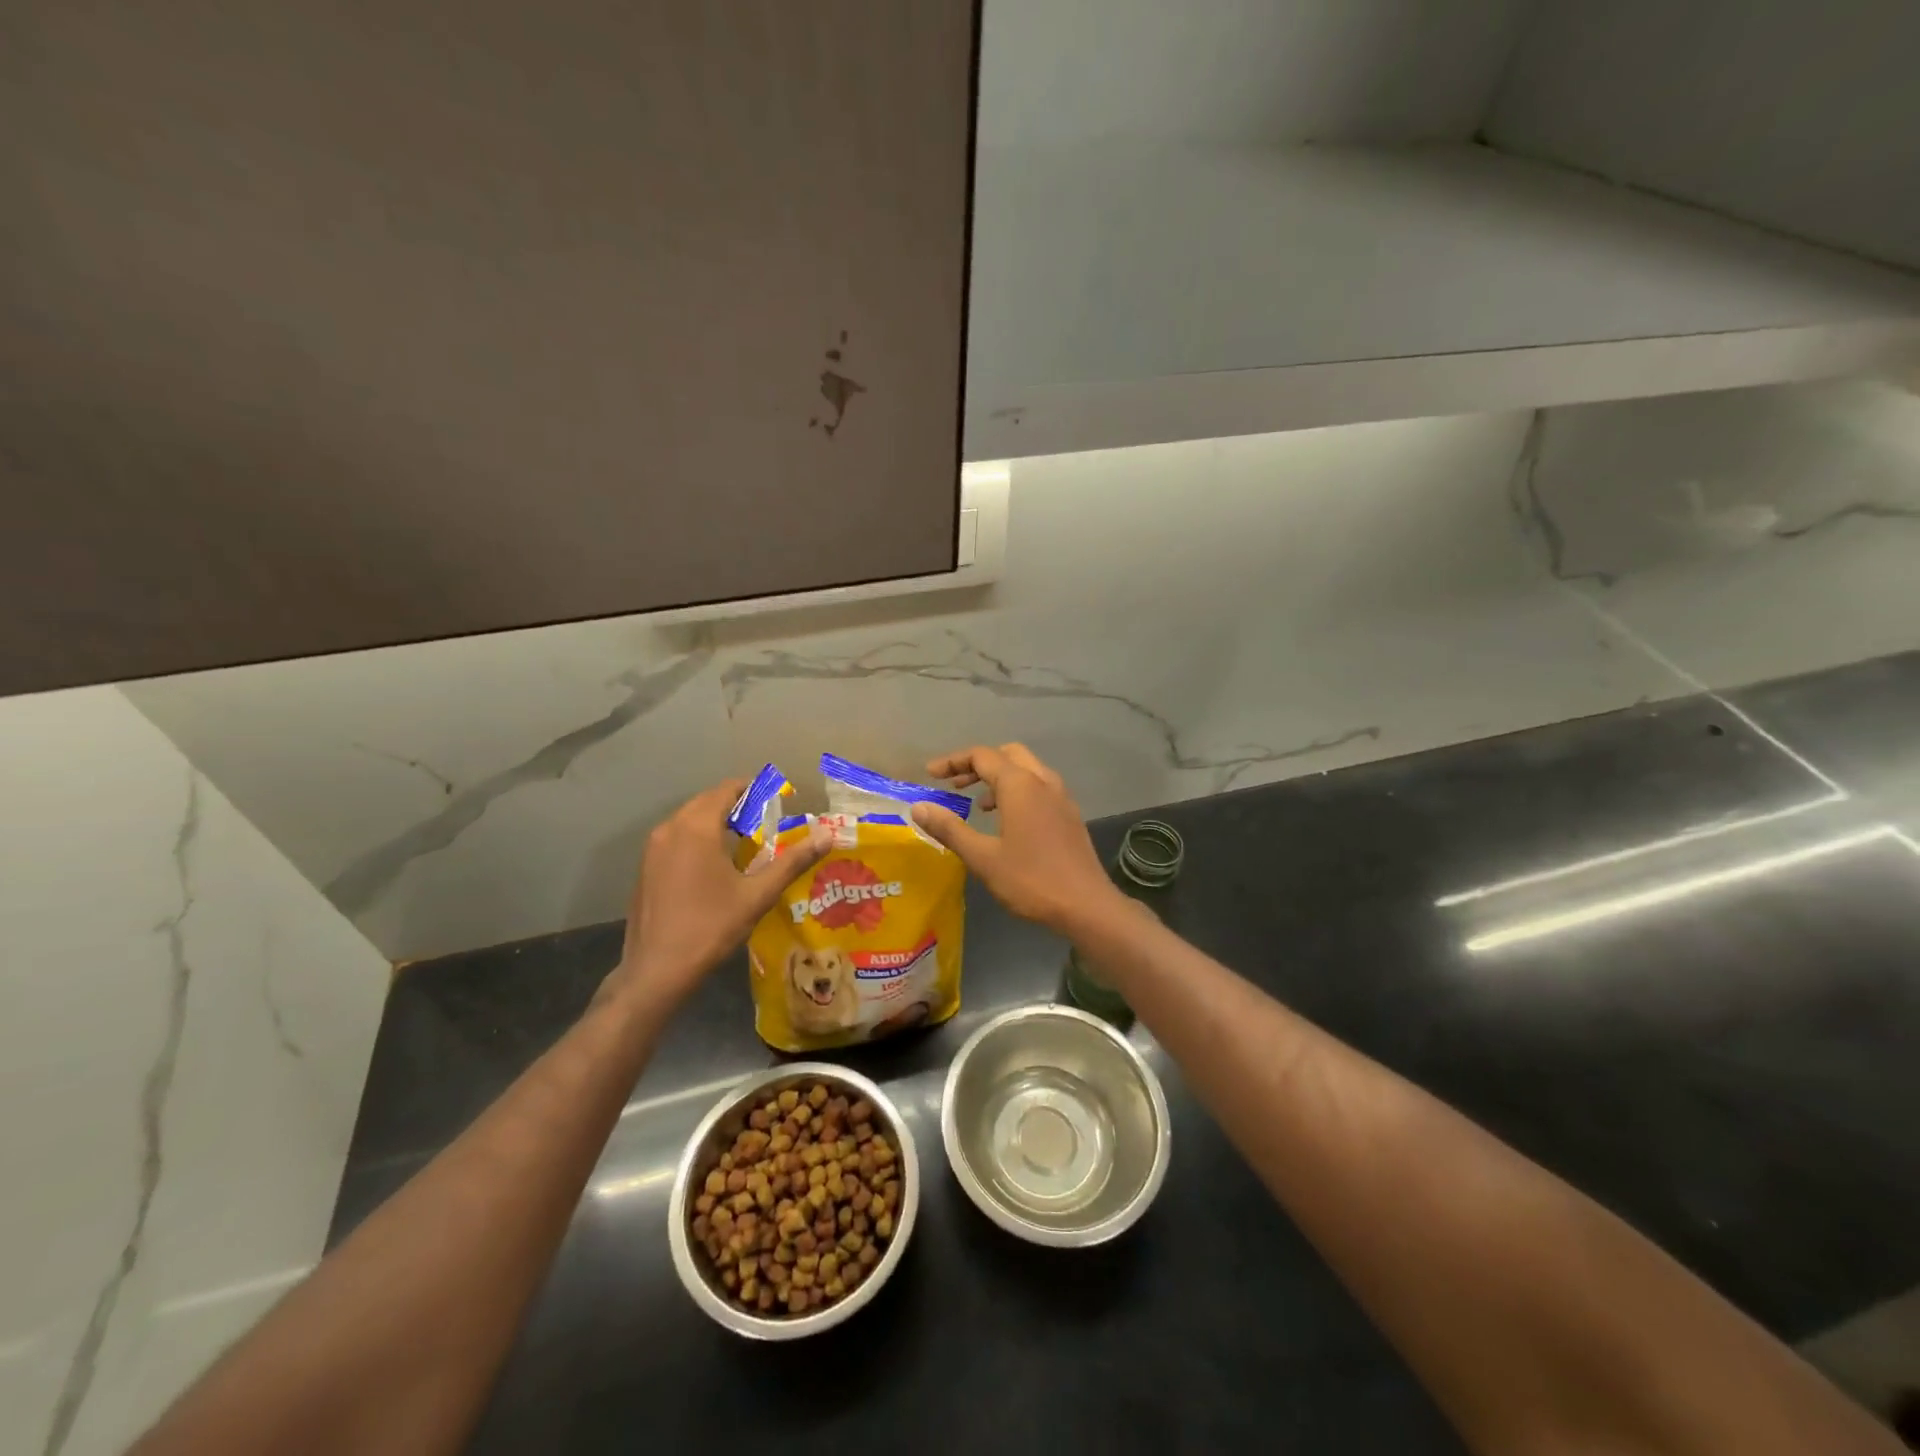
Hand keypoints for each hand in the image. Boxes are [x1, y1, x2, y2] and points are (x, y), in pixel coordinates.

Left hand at [606, 780, 829, 1008]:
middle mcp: (670, 829)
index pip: (726, 790)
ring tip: (745, 839)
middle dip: (736, 804)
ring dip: (715, 820)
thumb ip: (792, 862)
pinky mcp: (645, 868)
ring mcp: (652, 848)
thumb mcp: (758, 895)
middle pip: (706, 801)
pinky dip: (697, 837)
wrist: (656, 971)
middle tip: (766, 819)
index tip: (777, 798)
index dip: (753, 788)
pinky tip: (715, 863)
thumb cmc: (710, 927)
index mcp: (696, 828)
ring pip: (688, 819)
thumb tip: (826, 837)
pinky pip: (675, 838)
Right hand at [911, 743, 1122, 934]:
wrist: (1086, 905)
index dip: (953, 761)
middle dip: (978, 764)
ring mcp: (1061, 797)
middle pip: (1007, 754)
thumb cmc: (1031, 880)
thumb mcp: (982, 857)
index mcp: (1020, 785)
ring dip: (999, 777)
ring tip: (977, 804)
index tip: (930, 774)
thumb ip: (950, 829)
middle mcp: (1043, 781)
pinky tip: (1007, 821)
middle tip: (954, 784)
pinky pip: (1039, 788)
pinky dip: (1017, 791)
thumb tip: (919, 807)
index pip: (982, 756)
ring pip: (1026, 770)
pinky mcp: (1070, 815)